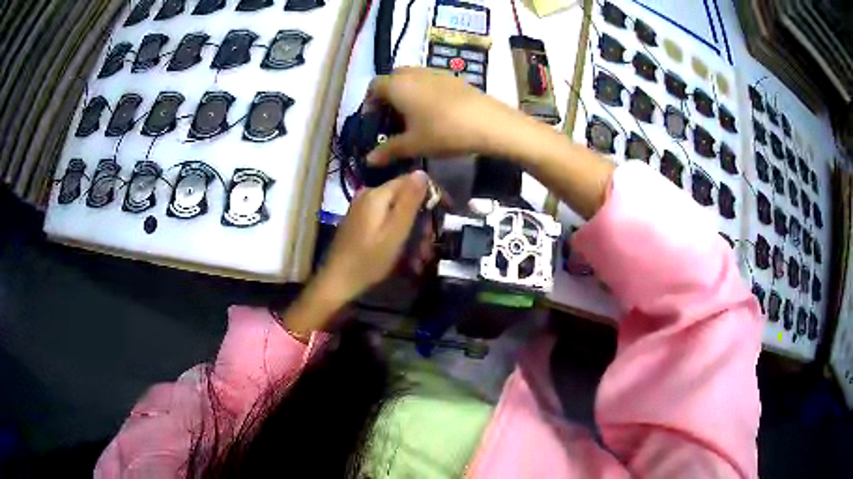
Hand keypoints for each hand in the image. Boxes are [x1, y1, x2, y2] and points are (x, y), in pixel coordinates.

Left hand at [315, 171, 428, 303]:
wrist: (338, 281)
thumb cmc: (369, 260)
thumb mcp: (395, 232)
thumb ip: (409, 201)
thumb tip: (422, 172)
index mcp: (377, 194)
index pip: (411, 181)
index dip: (432, 194)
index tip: (447, 212)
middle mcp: (368, 195)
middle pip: (404, 198)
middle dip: (421, 221)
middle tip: (429, 247)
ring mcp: (362, 209)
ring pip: (397, 213)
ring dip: (412, 233)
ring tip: (419, 259)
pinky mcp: (360, 222)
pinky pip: (386, 221)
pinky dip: (399, 236)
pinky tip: (406, 257)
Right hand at [366, 67, 526, 164]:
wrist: (488, 123)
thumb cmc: (443, 132)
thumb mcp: (413, 145)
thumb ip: (387, 151)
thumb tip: (368, 160)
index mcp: (398, 85)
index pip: (374, 86)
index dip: (369, 103)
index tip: (374, 122)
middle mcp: (413, 73)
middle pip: (393, 79)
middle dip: (388, 97)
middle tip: (392, 120)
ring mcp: (435, 72)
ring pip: (412, 79)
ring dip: (407, 94)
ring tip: (413, 118)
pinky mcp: (453, 78)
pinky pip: (429, 81)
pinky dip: (424, 93)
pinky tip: (434, 114)